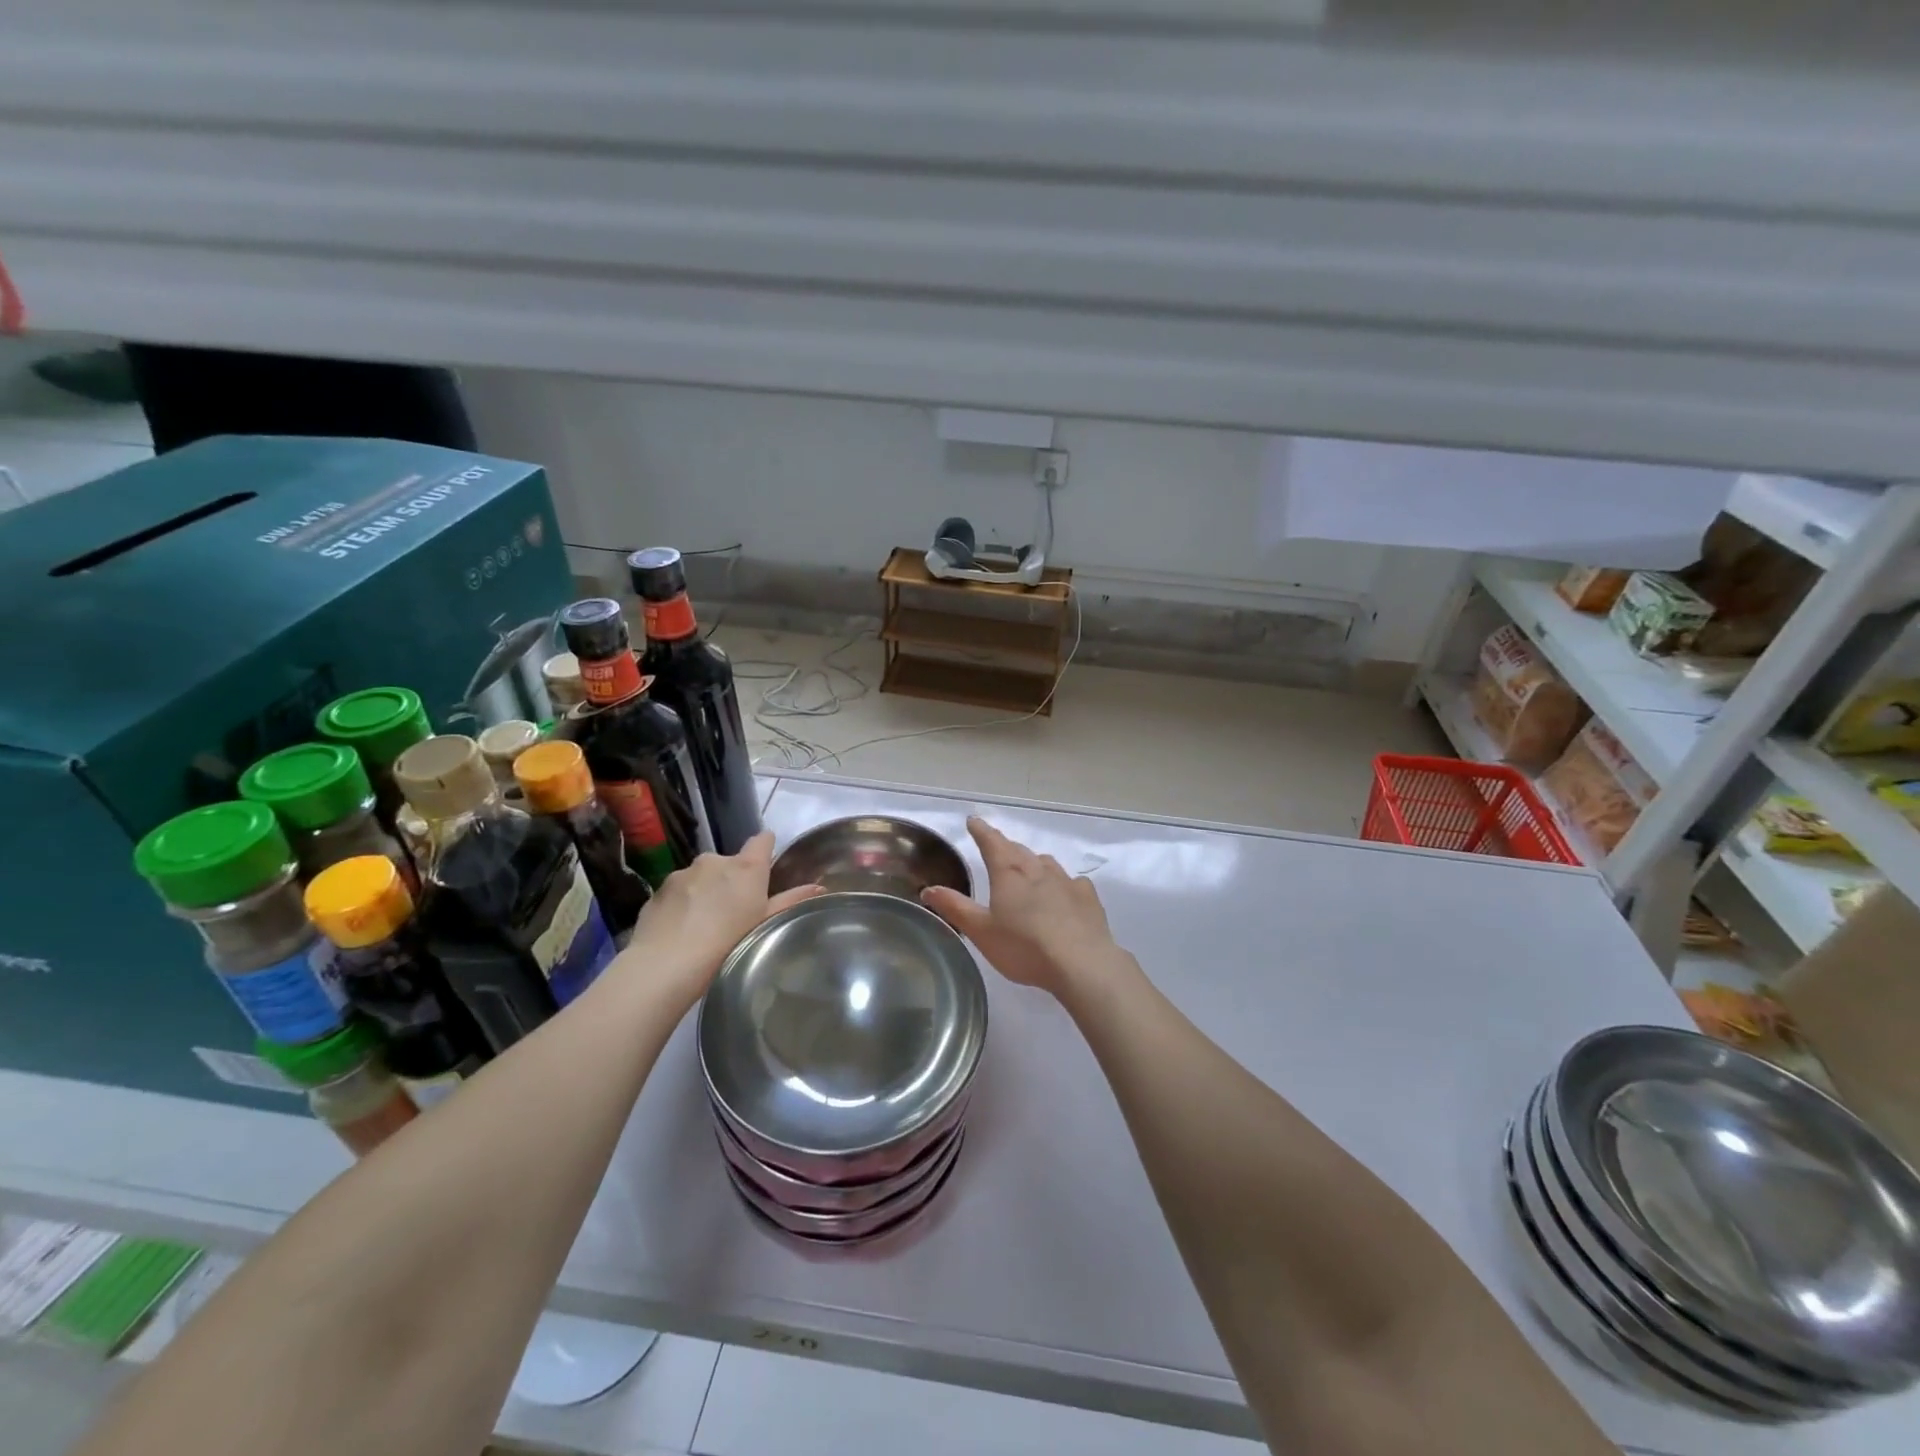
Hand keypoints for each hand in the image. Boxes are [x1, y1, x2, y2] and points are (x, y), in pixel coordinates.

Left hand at [623, 832, 821, 1010]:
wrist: (665, 965)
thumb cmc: (727, 944)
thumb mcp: (765, 924)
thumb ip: (790, 901)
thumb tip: (818, 887)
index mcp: (746, 867)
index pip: (762, 840)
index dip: (765, 851)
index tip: (764, 871)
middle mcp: (714, 860)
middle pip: (730, 863)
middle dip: (731, 880)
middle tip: (732, 913)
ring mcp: (683, 873)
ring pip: (701, 877)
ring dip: (704, 892)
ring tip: (702, 926)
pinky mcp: (658, 889)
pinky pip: (677, 892)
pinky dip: (680, 904)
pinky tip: (679, 931)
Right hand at [921, 816, 1117, 995]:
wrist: (1081, 963)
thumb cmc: (1024, 947)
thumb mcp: (981, 931)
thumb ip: (955, 908)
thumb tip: (929, 889)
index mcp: (1009, 874)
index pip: (992, 843)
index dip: (981, 831)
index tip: (974, 821)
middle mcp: (1037, 870)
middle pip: (1019, 850)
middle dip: (1006, 846)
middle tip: (997, 847)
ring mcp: (1066, 881)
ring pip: (1046, 863)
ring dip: (1034, 862)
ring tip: (1028, 869)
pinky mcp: (1087, 897)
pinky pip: (1072, 882)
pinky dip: (1063, 883)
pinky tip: (1064, 892)